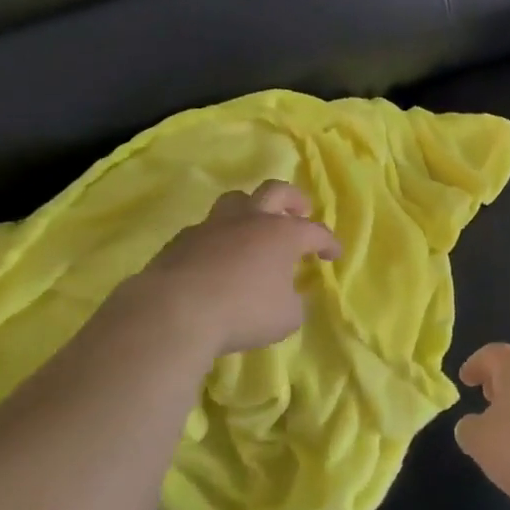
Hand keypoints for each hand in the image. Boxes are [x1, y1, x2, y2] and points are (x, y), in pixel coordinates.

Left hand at [131, 180, 341, 356]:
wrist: (175, 310)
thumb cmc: (242, 312)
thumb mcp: (285, 318)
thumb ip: (294, 303)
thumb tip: (290, 296)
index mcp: (282, 234)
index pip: (314, 231)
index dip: (328, 242)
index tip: (334, 255)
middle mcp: (250, 220)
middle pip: (275, 191)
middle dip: (293, 199)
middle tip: (300, 211)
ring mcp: (213, 225)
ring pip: (236, 200)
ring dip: (251, 208)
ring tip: (254, 224)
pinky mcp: (183, 239)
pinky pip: (207, 228)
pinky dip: (218, 237)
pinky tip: (217, 255)